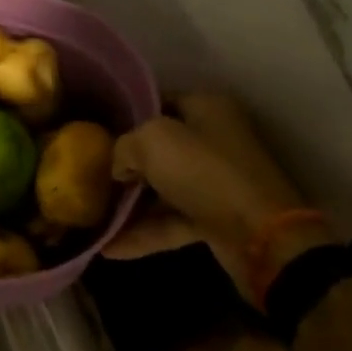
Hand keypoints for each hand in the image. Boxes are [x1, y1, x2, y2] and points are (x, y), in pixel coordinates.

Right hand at [104, 94, 330, 305]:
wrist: (262, 238)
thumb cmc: (205, 173)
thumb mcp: (152, 141)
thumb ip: (124, 145)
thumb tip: (120, 166)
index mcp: (206, 109)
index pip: (158, 102)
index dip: (127, 116)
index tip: (95, 133)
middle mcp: (213, 140)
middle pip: (159, 148)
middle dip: (124, 163)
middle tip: (88, 175)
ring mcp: (215, 182)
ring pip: (162, 188)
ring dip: (130, 204)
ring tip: (93, 217)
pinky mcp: (215, 219)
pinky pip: (170, 222)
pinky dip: (143, 233)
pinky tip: (109, 249)